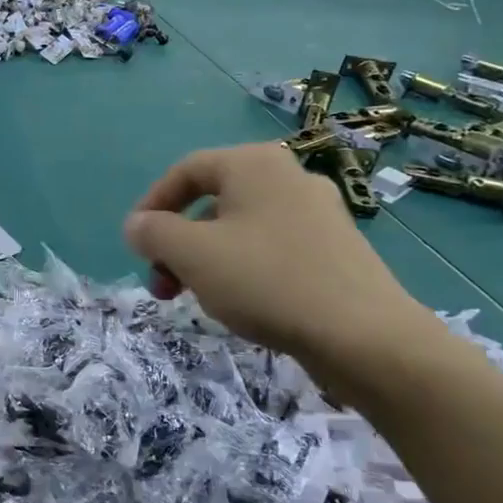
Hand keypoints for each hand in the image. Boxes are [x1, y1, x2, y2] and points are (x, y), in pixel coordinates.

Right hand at [123, 143, 438, 369]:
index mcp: (253, 164)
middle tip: (163, 285)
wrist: (365, 337)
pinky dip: (243, 270)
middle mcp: (288, 178)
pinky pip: (271, 249)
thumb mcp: (191, 253)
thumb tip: (137, 225)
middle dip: (177, 244)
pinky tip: (241, 306)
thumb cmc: (266, 281)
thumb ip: (152, 232)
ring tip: (197, 300)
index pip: (186, 171)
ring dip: (206, 260)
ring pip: (240, 229)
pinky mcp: (336, 250)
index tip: (137, 244)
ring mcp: (318, 214)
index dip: (152, 204)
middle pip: (212, 203)